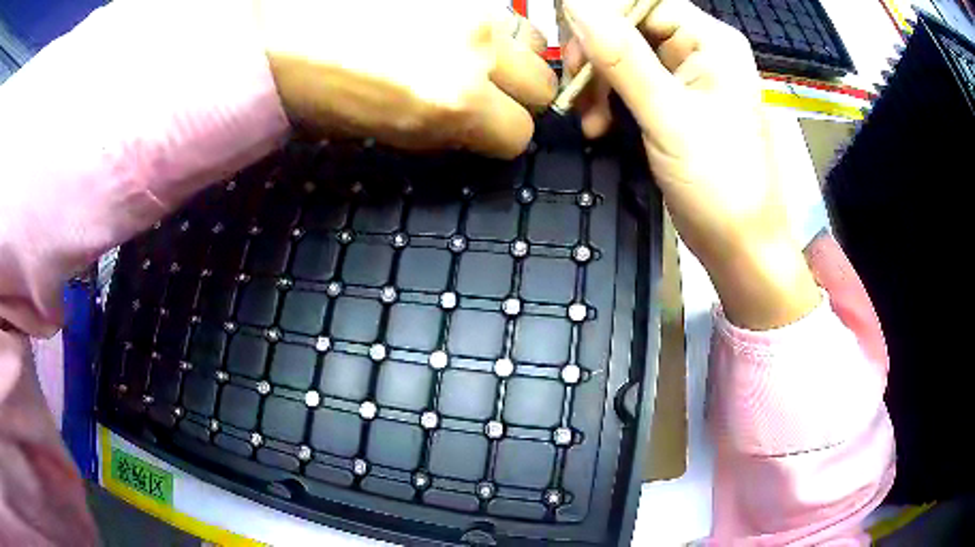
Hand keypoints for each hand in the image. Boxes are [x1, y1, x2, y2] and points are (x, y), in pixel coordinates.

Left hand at [255, 0, 556, 158]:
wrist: (279, 30)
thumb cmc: (317, 89)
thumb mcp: (385, 131)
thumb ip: (443, 129)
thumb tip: (472, 124)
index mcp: (452, 102)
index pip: (518, 134)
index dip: (500, 137)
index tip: (482, 130)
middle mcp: (477, 51)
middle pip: (541, 85)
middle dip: (517, 97)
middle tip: (483, 92)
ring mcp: (473, 9)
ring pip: (534, 42)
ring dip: (512, 55)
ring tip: (473, 53)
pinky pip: (500, 11)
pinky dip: (488, 26)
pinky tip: (454, 26)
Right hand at [562, 0, 819, 328]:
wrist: (739, 246)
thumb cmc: (720, 184)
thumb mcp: (669, 117)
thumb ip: (623, 57)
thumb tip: (577, 4)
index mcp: (711, 42)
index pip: (644, 3)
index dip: (601, 15)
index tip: (569, 46)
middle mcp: (699, 51)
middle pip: (629, 26)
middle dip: (596, 56)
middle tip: (576, 88)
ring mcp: (686, 78)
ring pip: (623, 56)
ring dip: (597, 83)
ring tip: (589, 120)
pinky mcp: (673, 104)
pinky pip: (628, 84)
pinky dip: (607, 102)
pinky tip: (598, 127)